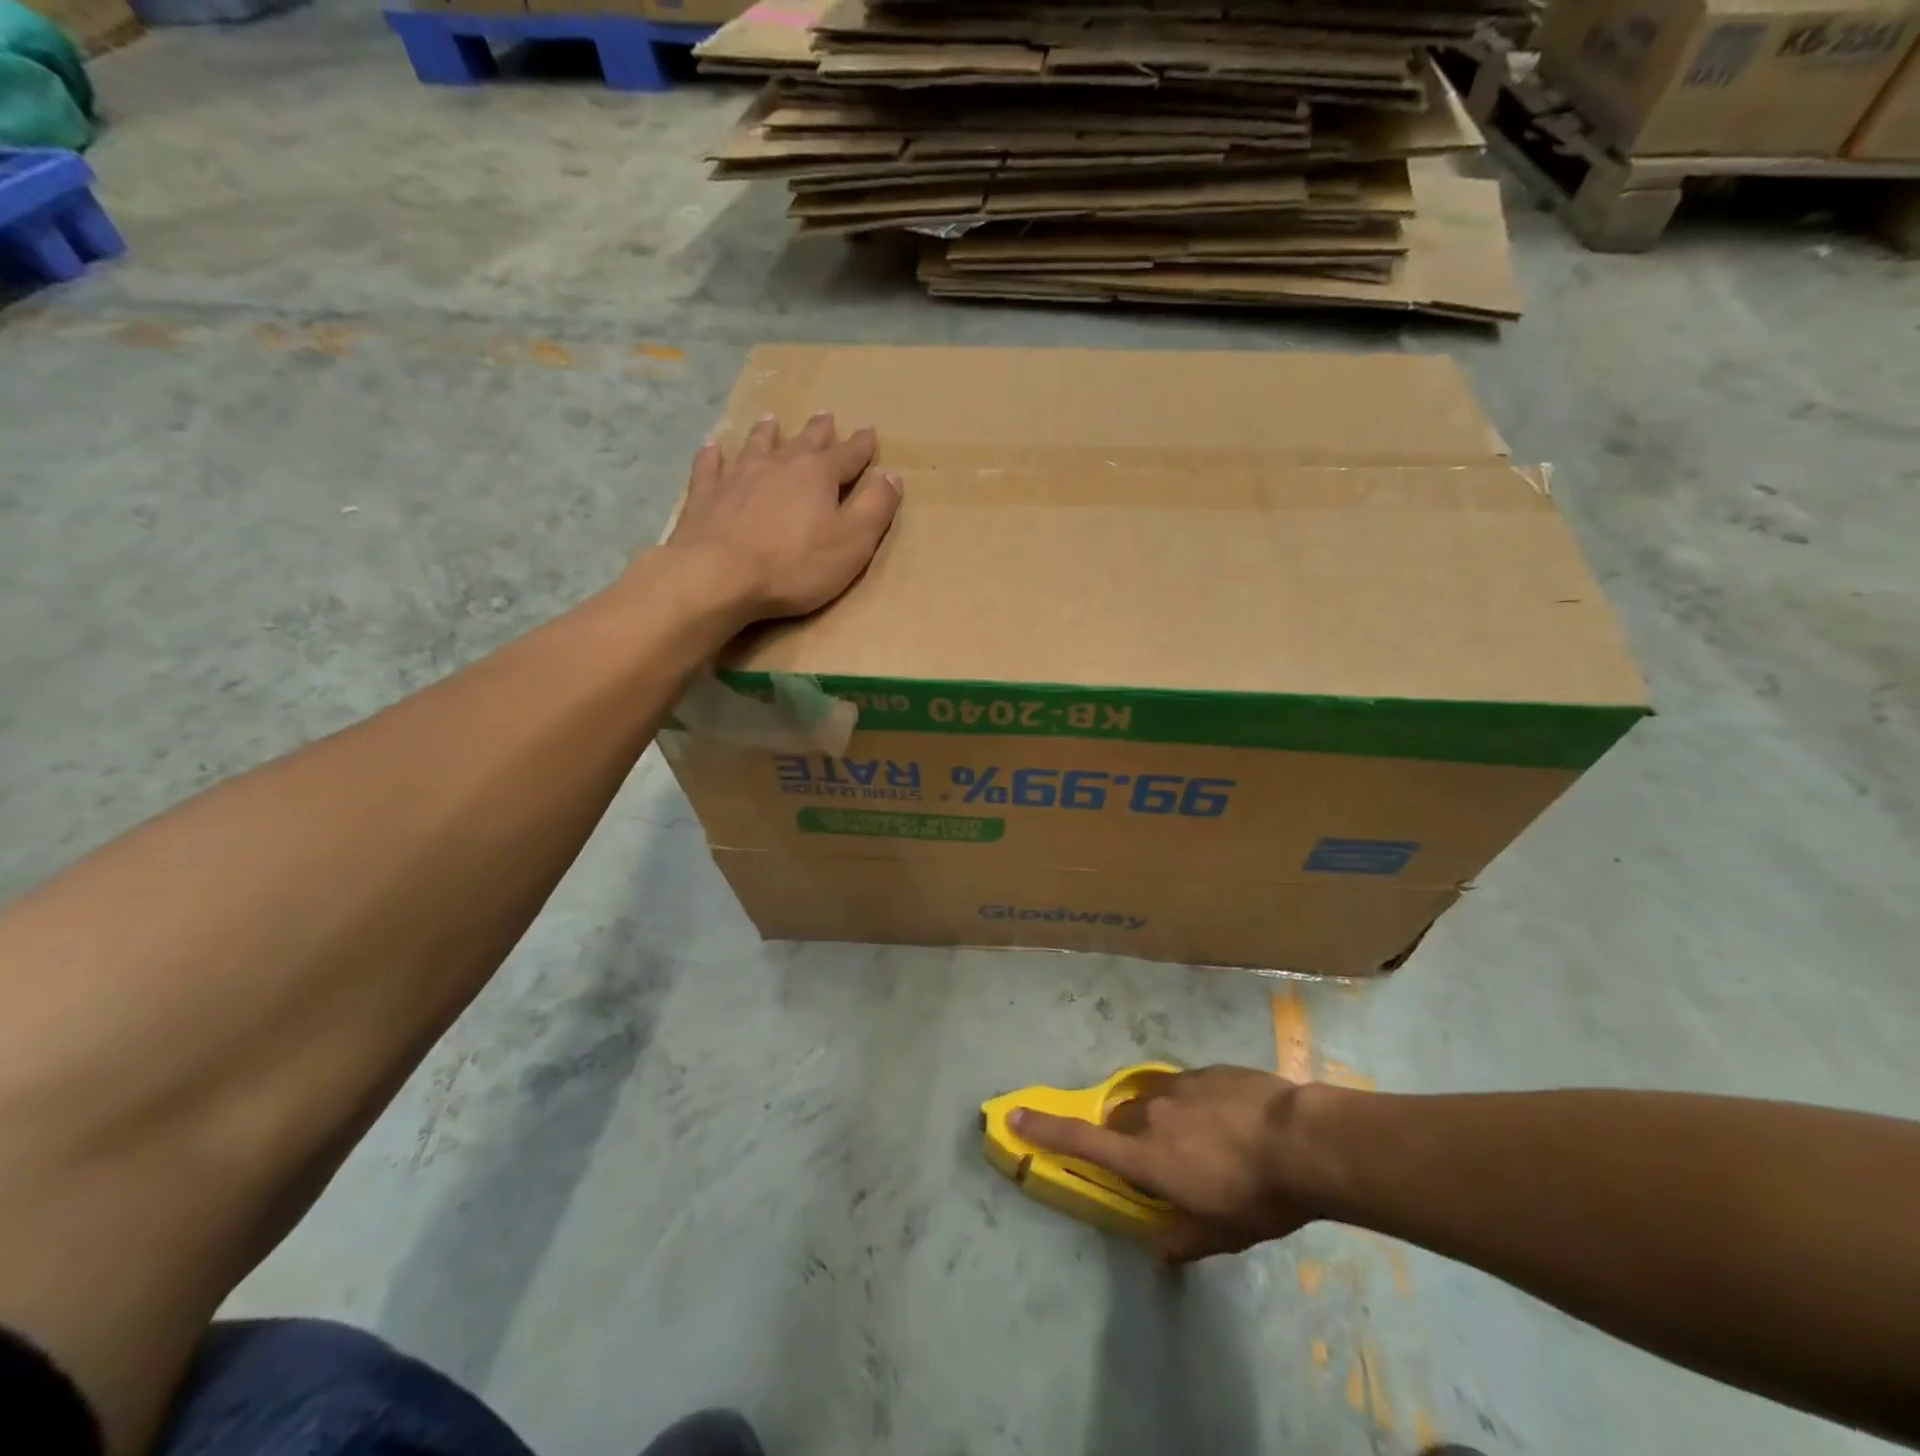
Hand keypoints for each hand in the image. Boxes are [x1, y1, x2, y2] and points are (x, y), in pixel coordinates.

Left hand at [666, 412, 901, 621]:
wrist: (718, 576)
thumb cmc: (795, 565)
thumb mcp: (853, 543)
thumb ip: (875, 508)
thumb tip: (893, 476)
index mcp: (819, 474)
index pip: (848, 455)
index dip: (861, 445)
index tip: (869, 431)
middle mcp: (779, 464)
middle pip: (804, 442)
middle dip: (819, 430)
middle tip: (825, 415)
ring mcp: (738, 475)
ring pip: (757, 445)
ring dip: (767, 433)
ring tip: (771, 420)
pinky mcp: (706, 494)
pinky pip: (710, 466)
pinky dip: (714, 455)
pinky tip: (713, 447)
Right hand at [1010, 1065, 1313, 1260]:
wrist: (1301, 1140)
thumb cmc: (1255, 1195)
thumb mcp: (1220, 1232)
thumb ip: (1182, 1239)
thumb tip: (1158, 1248)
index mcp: (1145, 1156)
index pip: (1082, 1141)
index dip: (1044, 1129)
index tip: (1013, 1114)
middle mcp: (1151, 1115)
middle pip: (1120, 1121)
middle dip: (1127, 1138)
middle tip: (1159, 1160)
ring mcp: (1178, 1087)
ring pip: (1151, 1101)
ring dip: (1162, 1120)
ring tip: (1201, 1140)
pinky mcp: (1204, 1071)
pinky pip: (1184, 1088)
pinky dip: (1193, 1105)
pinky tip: (1227, 1121)